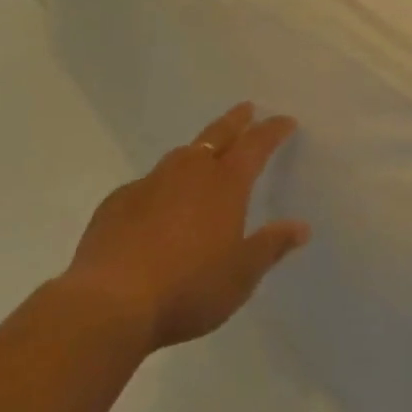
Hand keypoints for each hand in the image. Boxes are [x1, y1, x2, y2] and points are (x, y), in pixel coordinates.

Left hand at [61, 103, 309, 353]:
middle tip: (247, 109)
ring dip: (199, 150)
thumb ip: (270, 247)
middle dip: (236, 121)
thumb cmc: (188, 289)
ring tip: (205, 154)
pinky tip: (158, 205)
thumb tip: (301, 226)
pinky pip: (148, 184)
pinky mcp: (119, 201)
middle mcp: (189, 171)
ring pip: (181, 155)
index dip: (272, 130)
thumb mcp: (240, 276)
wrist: (110, 302)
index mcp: (225, 184)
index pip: (255, 145)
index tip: (285, 120)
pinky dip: (163, 186)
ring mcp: (150, 182)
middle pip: (218, 134)